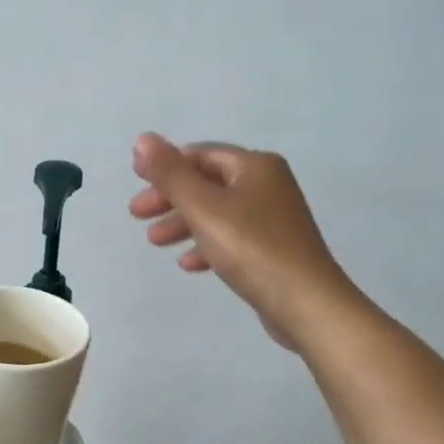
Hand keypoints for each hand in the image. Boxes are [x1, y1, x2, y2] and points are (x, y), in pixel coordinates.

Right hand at [129, 133, 351, 349]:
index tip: (136, 185)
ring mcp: (273, 217)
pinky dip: (206, 244)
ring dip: (183, 222)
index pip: (200, 155)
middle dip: (170, 198)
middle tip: (137, 216)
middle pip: (207, 183)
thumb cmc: (252, 248)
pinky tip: (188, 264)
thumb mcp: (203, 207)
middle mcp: (268, 184)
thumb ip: (170, 174)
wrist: (307, 304)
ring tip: (155, 241)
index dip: (165, 166)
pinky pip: (232, 237)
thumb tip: (142, 139)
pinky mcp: (274, 248)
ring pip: (217, 211)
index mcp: (255, 166)